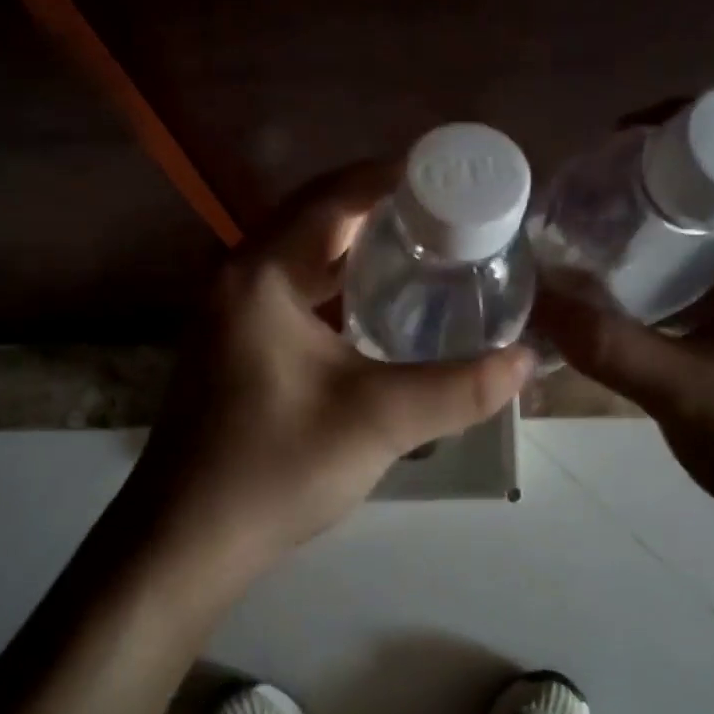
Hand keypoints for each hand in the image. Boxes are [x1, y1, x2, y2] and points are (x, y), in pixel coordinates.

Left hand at [137, 161, 535, 578]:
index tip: (448, 171)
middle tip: (447, 211)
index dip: (391, 175)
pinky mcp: (235, 346)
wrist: (186, 541)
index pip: (333, 196)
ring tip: (423, 247)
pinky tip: (375, 306)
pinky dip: (336, 285)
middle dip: (380, 207)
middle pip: (315, 218)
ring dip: (356, 247)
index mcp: (261, 275)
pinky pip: (293, 292)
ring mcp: (230, 314)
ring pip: (302, 257)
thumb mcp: (377, 422)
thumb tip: (526, 359)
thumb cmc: (274, 469)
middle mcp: (238, 279)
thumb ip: (459, 388)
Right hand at [534, 168, 713, 528]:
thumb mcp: (686, 394)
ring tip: (609, 217)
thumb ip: (607, 346)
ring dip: (678, 203)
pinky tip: (643, 271)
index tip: (621, 143)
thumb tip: (535, 299)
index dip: (688, 126)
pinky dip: (690, 243)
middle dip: (668, 164)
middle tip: (598, 183)